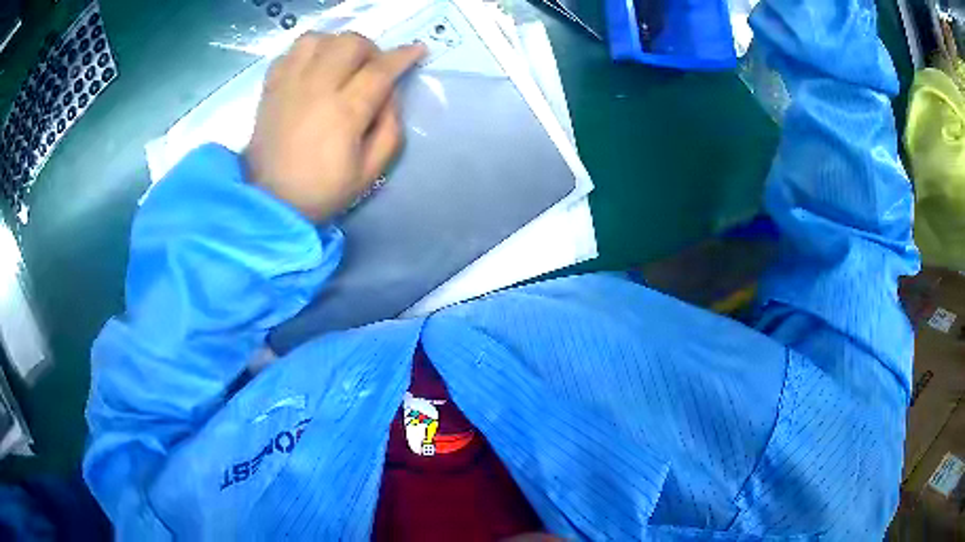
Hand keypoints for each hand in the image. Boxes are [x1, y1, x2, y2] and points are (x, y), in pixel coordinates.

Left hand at [245, 33, 425, 221]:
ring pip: (318, 39)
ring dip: (337, 44)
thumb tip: (391, 94)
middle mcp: (316, 89)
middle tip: (371, 68)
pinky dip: (308, 51)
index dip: (403, 56)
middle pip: (349, 43)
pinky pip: (291, 51)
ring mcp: (289, 84)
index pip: (380, 70)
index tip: (417, 51)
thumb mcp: (371, 171)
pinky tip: (313, 67)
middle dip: (370, 49)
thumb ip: (390, 129)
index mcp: (344, 112)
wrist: (271, 202)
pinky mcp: (271, 87)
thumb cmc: (323, 190)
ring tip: (340, 63)